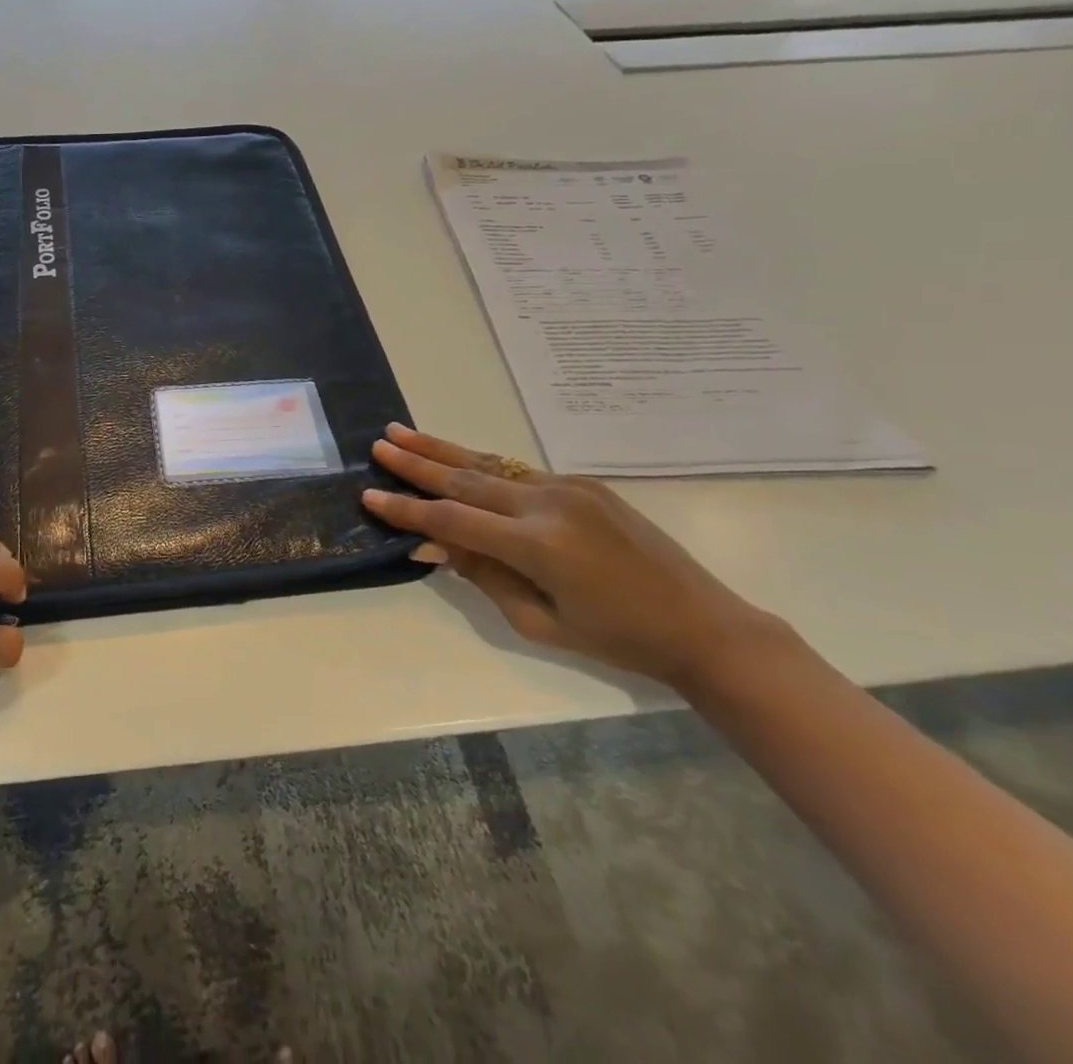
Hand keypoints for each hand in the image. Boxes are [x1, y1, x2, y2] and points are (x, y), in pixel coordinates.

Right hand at [364, 425, 784, 687]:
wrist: (702, 623)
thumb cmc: (618, 639)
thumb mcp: (540, 622)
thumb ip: (484, 576)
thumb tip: (435, 544)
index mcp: (538, 546)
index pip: (453, 519)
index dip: (408, 509)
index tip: (370, 495)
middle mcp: (548, 504)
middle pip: (466, 478)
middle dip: (417, 462)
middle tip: (379, 444)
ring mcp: (567, 487)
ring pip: (489, 464)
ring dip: (443, 450)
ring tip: (402, 432)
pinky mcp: (582, 484)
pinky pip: (518, 472)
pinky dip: (480, 465)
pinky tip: (455, 459)